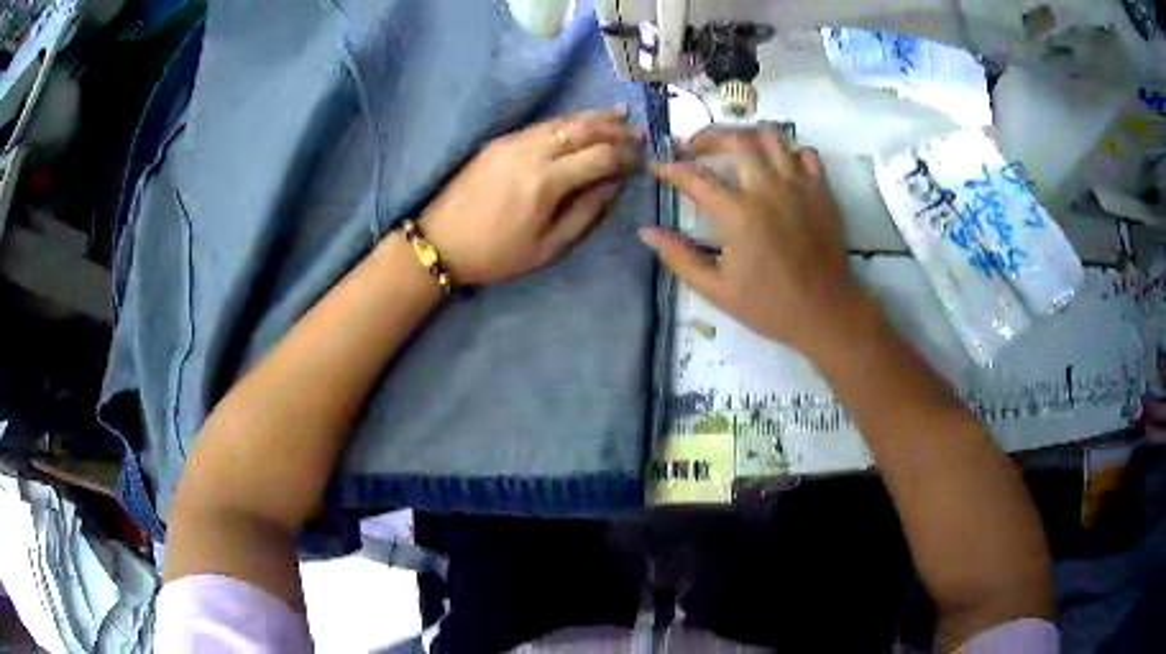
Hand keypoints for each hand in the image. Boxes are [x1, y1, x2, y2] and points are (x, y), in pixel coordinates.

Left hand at [418, 107, 641, 284]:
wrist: (441, 242)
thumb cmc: (497, 254)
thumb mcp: (549, 247)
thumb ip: (586, 213)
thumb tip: (614, 184)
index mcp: (546, 182)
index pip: (600, 156)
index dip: (626, 156)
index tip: (642, 161)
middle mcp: (532, 152)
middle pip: (585, 130)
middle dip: (616, 130)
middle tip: (639, 134)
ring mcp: (514, 141)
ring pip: (564, 120)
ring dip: (595, 118)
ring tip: (621, 117)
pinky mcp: (500, 140)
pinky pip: (543, 124)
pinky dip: (569, 120)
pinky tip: (583, 121)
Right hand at [641, 127, 869, 356]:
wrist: (827, 313)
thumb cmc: (771, 306)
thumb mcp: (717, 290)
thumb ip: (680, 257)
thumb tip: (647, 232)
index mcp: (737, 214)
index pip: (695, 177)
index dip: (670, 168)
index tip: (657, 166)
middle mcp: (767, 188)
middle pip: (733, 140)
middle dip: (706, 137)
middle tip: (693, 146)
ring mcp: (798, 184)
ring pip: (771, 137)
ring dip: (747, 136)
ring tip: (735, 147)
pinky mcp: (822, 190)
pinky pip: (805, 152)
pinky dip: (789, 151)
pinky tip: (779, 165)